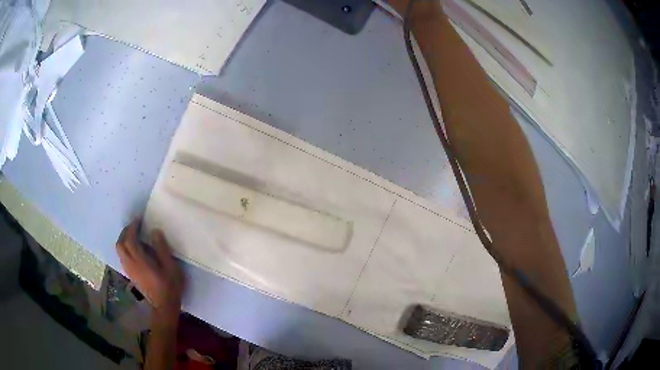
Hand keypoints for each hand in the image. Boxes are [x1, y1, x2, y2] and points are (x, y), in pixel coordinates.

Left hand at [116, 219, 183, 313]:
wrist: (164, 307)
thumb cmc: (170, 287)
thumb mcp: (171, 267)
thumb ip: (162, 249)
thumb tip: (155, 231)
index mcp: (140, 262)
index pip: (129, 240)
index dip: (132, 228)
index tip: (139, 220)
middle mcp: (131, 265)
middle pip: (120, 244)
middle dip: (125, 232)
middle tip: (134, 227)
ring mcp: (129, 271)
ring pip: (119, 251)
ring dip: (124, 240)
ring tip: (134, 236)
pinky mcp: (131, 275)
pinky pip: (122, 257)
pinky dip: (125, 249)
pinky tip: (134, 250)